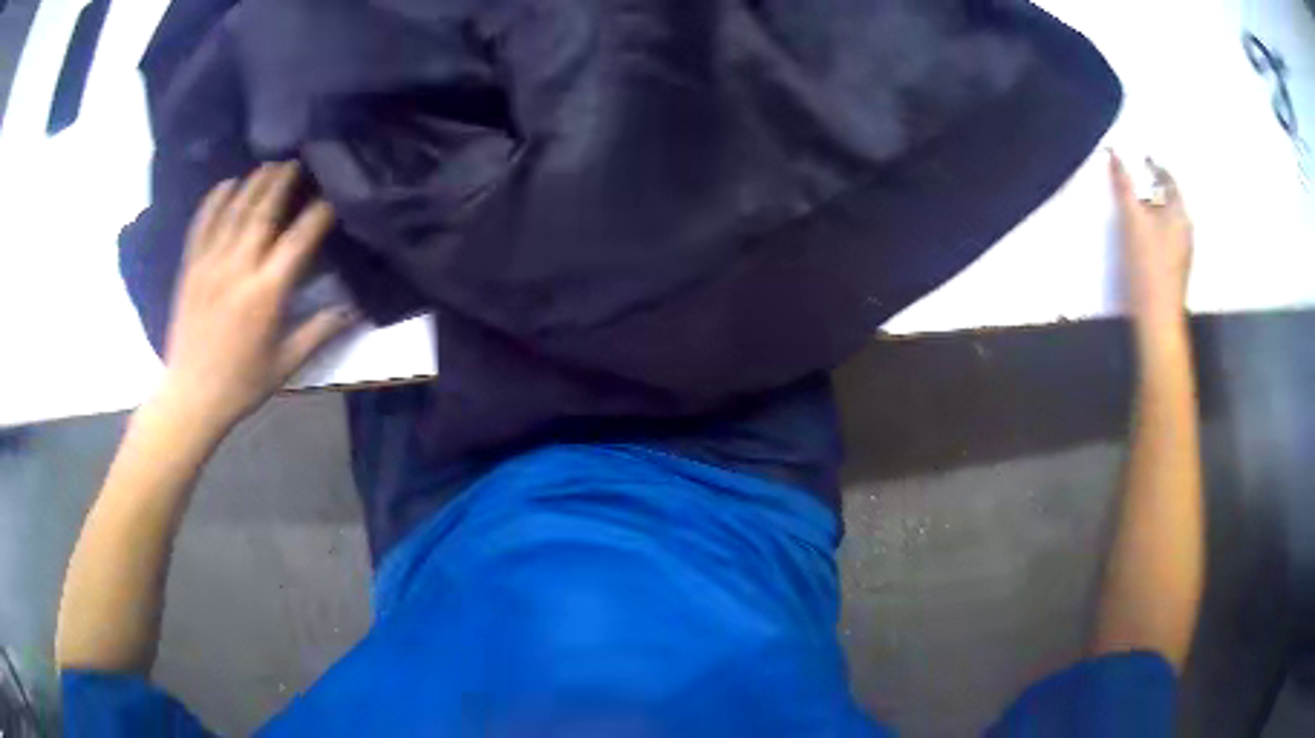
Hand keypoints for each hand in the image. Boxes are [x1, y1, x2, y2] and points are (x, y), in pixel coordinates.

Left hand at [157, 162, 355, 430]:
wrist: (192, 397)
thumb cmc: (242, 384)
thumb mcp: (286, 364)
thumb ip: (320, 331)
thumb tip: (355, 308)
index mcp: (267, 292)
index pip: (300, 238)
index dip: (320, 211)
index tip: (333, 195)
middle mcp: (239, 268)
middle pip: (265, 211)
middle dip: (284, 182)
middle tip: (298, 161)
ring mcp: (211, 264)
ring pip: (235, 210)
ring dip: (255, 183)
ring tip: (270, 164)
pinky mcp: (191, 268)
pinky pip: (202, 224)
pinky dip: (215, 200)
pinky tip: (227, 183)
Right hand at [1109, 150, 1193, 331]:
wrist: (1158, 318)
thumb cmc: (1148, 265)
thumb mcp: (1132, 220)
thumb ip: (1123, 185)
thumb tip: (1115, 154)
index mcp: (1180, 213)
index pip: (1169, 179)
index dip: (1154, 165)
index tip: (1140, 158)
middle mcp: (1186, 228)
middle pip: (1169, 198)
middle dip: (1152, 186)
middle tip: (1134, 179)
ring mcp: (1183, 250)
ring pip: (1168, 218)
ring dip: (1153, 207)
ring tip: (1136, 206)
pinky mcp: (1177, 267)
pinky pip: (1167, 235)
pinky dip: (1155, 226)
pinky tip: (1143, 235)